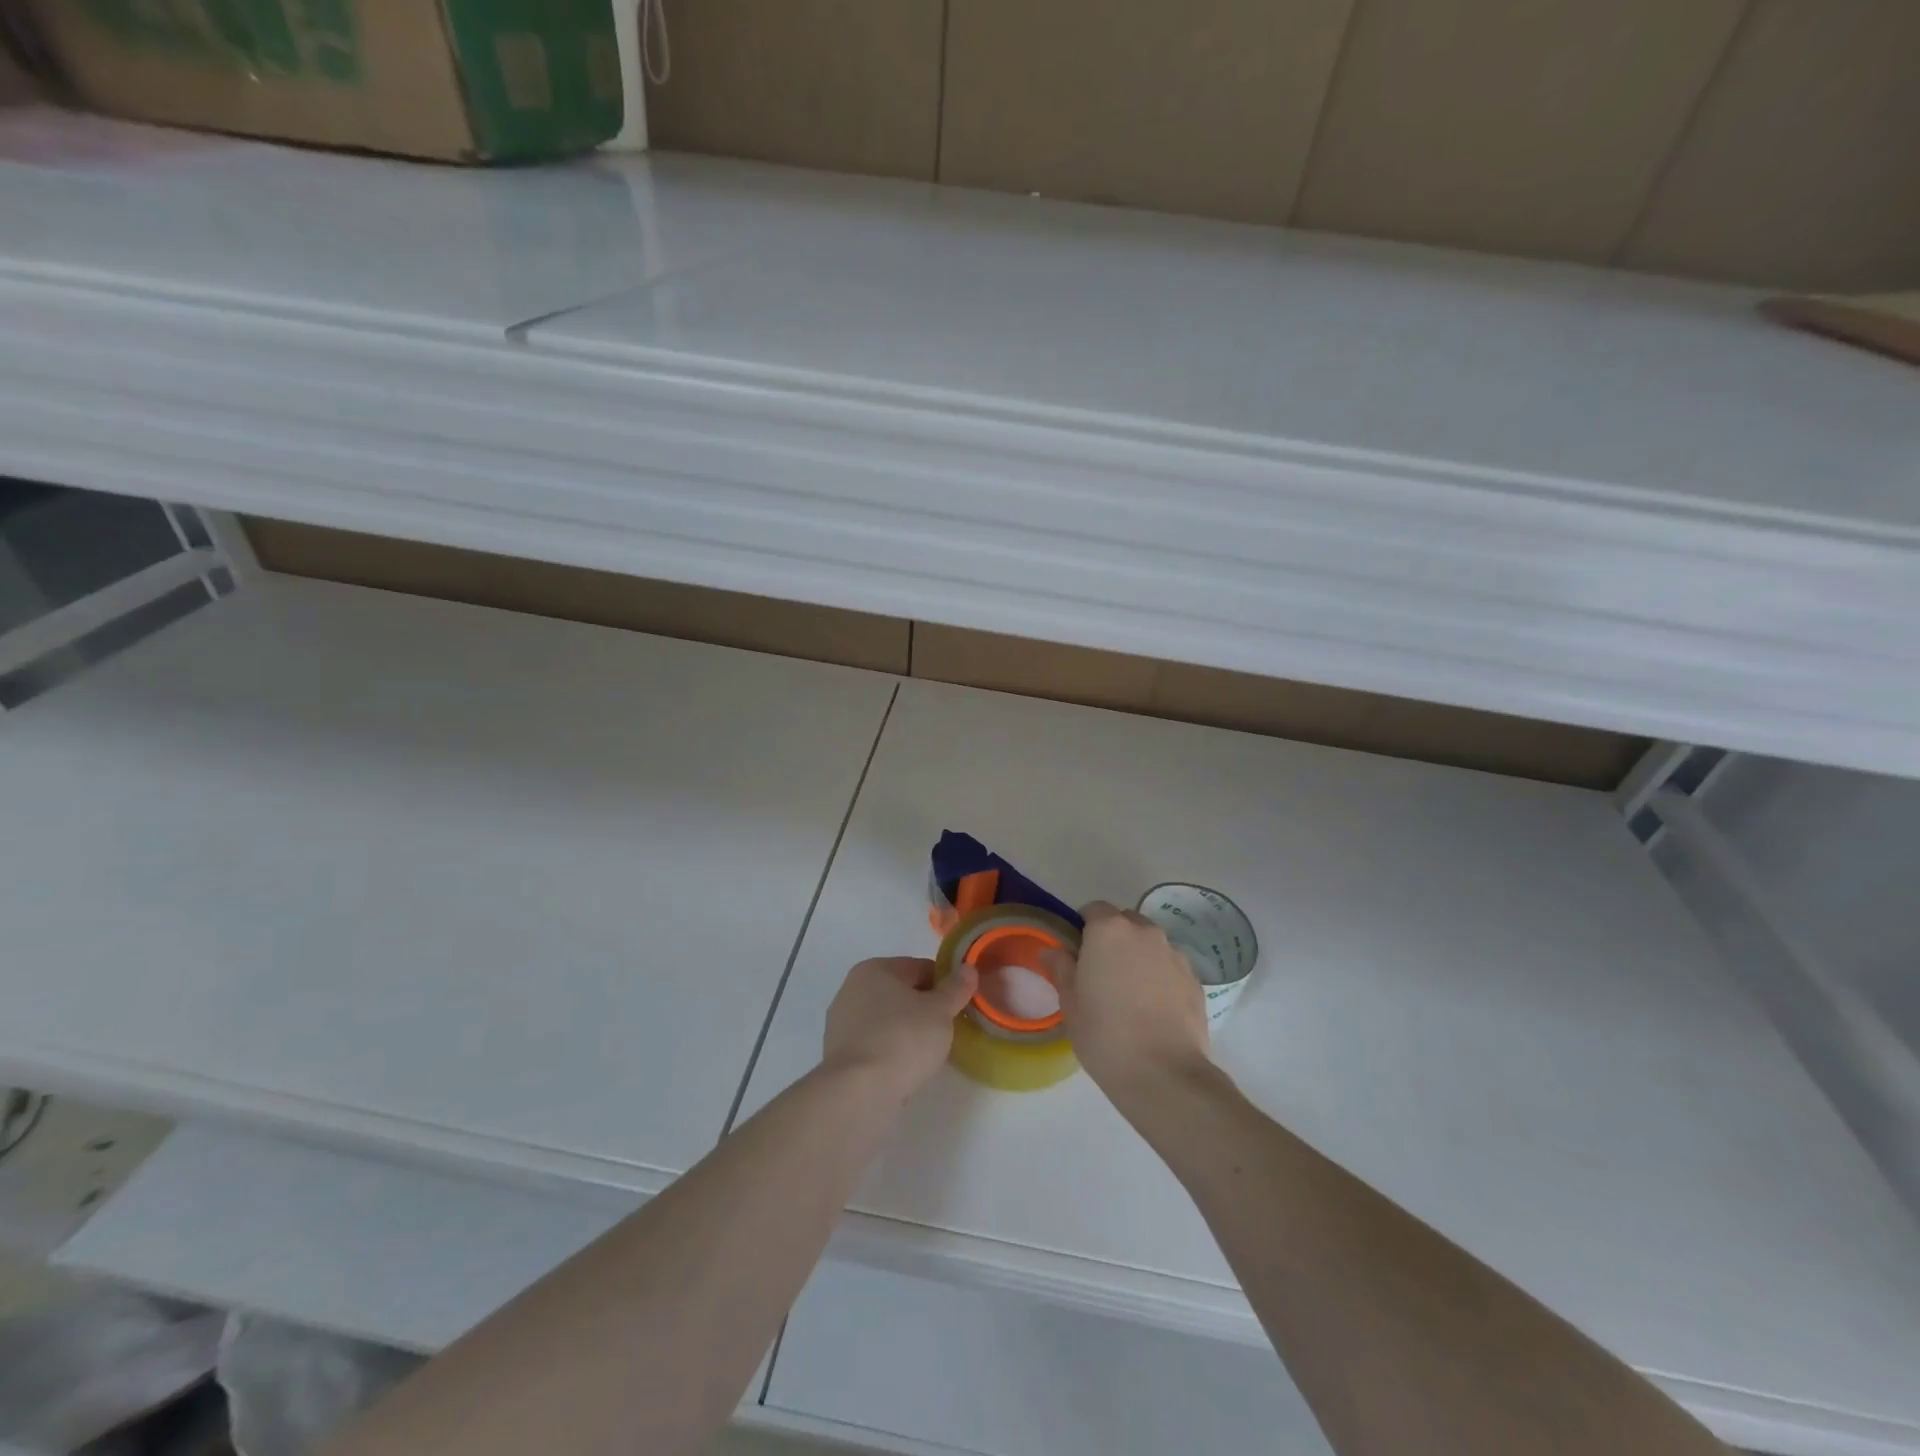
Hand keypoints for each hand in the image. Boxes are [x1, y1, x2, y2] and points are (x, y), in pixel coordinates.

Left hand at [823, 956, 978, 1099]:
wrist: (859, 1091)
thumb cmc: (903, 1039)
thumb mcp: (939, 1011)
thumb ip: (955, 988)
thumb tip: (968, 968)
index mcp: (875, 969)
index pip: (919, 968)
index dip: (944, 984)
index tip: (959, 1006)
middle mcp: (852, 988)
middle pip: (900, 993)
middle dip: (924, 1008)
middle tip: (946, 1030)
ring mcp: (841, 1022)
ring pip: (886, 1019)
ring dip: (907, 1031)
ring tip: (927, 1053)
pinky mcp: (838, 1054)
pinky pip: (874, 1044)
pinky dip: (890, 1051)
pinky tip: (904, 1068)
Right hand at [1041, 902, 1209, 1099]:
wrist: (1165, 1074)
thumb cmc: (1104, 1034)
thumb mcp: (1070, 1002)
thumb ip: (1061, 968)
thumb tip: (1053, 950)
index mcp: (1109, 930)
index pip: (1093, 909)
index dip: (1083, 927)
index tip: (1078, 954)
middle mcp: (1145, 932)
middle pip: (1125, 922)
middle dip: (1113, 939)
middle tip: (1102, 973)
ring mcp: (1175, 955)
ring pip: (1151, 944)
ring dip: (1139, 957)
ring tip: (1131, 995)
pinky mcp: (1195, 980)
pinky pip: (1171, 967)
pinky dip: (1161, 978)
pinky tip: (1154, 1010)